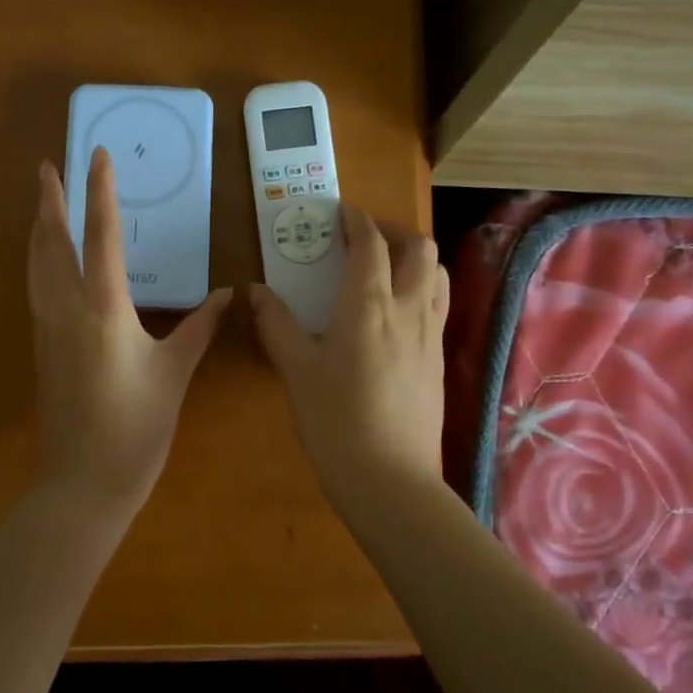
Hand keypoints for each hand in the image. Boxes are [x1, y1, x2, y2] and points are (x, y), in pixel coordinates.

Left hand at [28, 148, 230, 509]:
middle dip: (49, 200)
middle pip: (52, 241)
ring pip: (37, 264)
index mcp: (104, 307)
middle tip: (47, 167)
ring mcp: (47, 327)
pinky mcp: (41, 347)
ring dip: (39, 227)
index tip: (95, 155)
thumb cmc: (137, 426)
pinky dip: (39, 259)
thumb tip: (227, 294)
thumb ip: (199, 327)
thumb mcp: (175, 373)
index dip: (99, 191)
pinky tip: (46, 261)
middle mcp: (67, 308)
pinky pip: (36, 287)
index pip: (101, 234)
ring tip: (41, 202)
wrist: (84, 482)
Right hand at [250, 204, 449, 503]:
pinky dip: (422, 287)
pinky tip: (397, 312)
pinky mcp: (438, 360)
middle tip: (363, 237)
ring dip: (415, 257)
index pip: (371, 244)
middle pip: (419, 249)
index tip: (340, 212)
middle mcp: (409, 310)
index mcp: (369, 305)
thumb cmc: (335, 421)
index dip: (356, 220)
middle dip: (393, 231)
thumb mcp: (296, 370)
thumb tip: (254, 290)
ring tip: (386, 267)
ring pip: (438, 275)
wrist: (390, 480)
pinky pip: (439, 305)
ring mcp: (430, 336)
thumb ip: (275, 324)